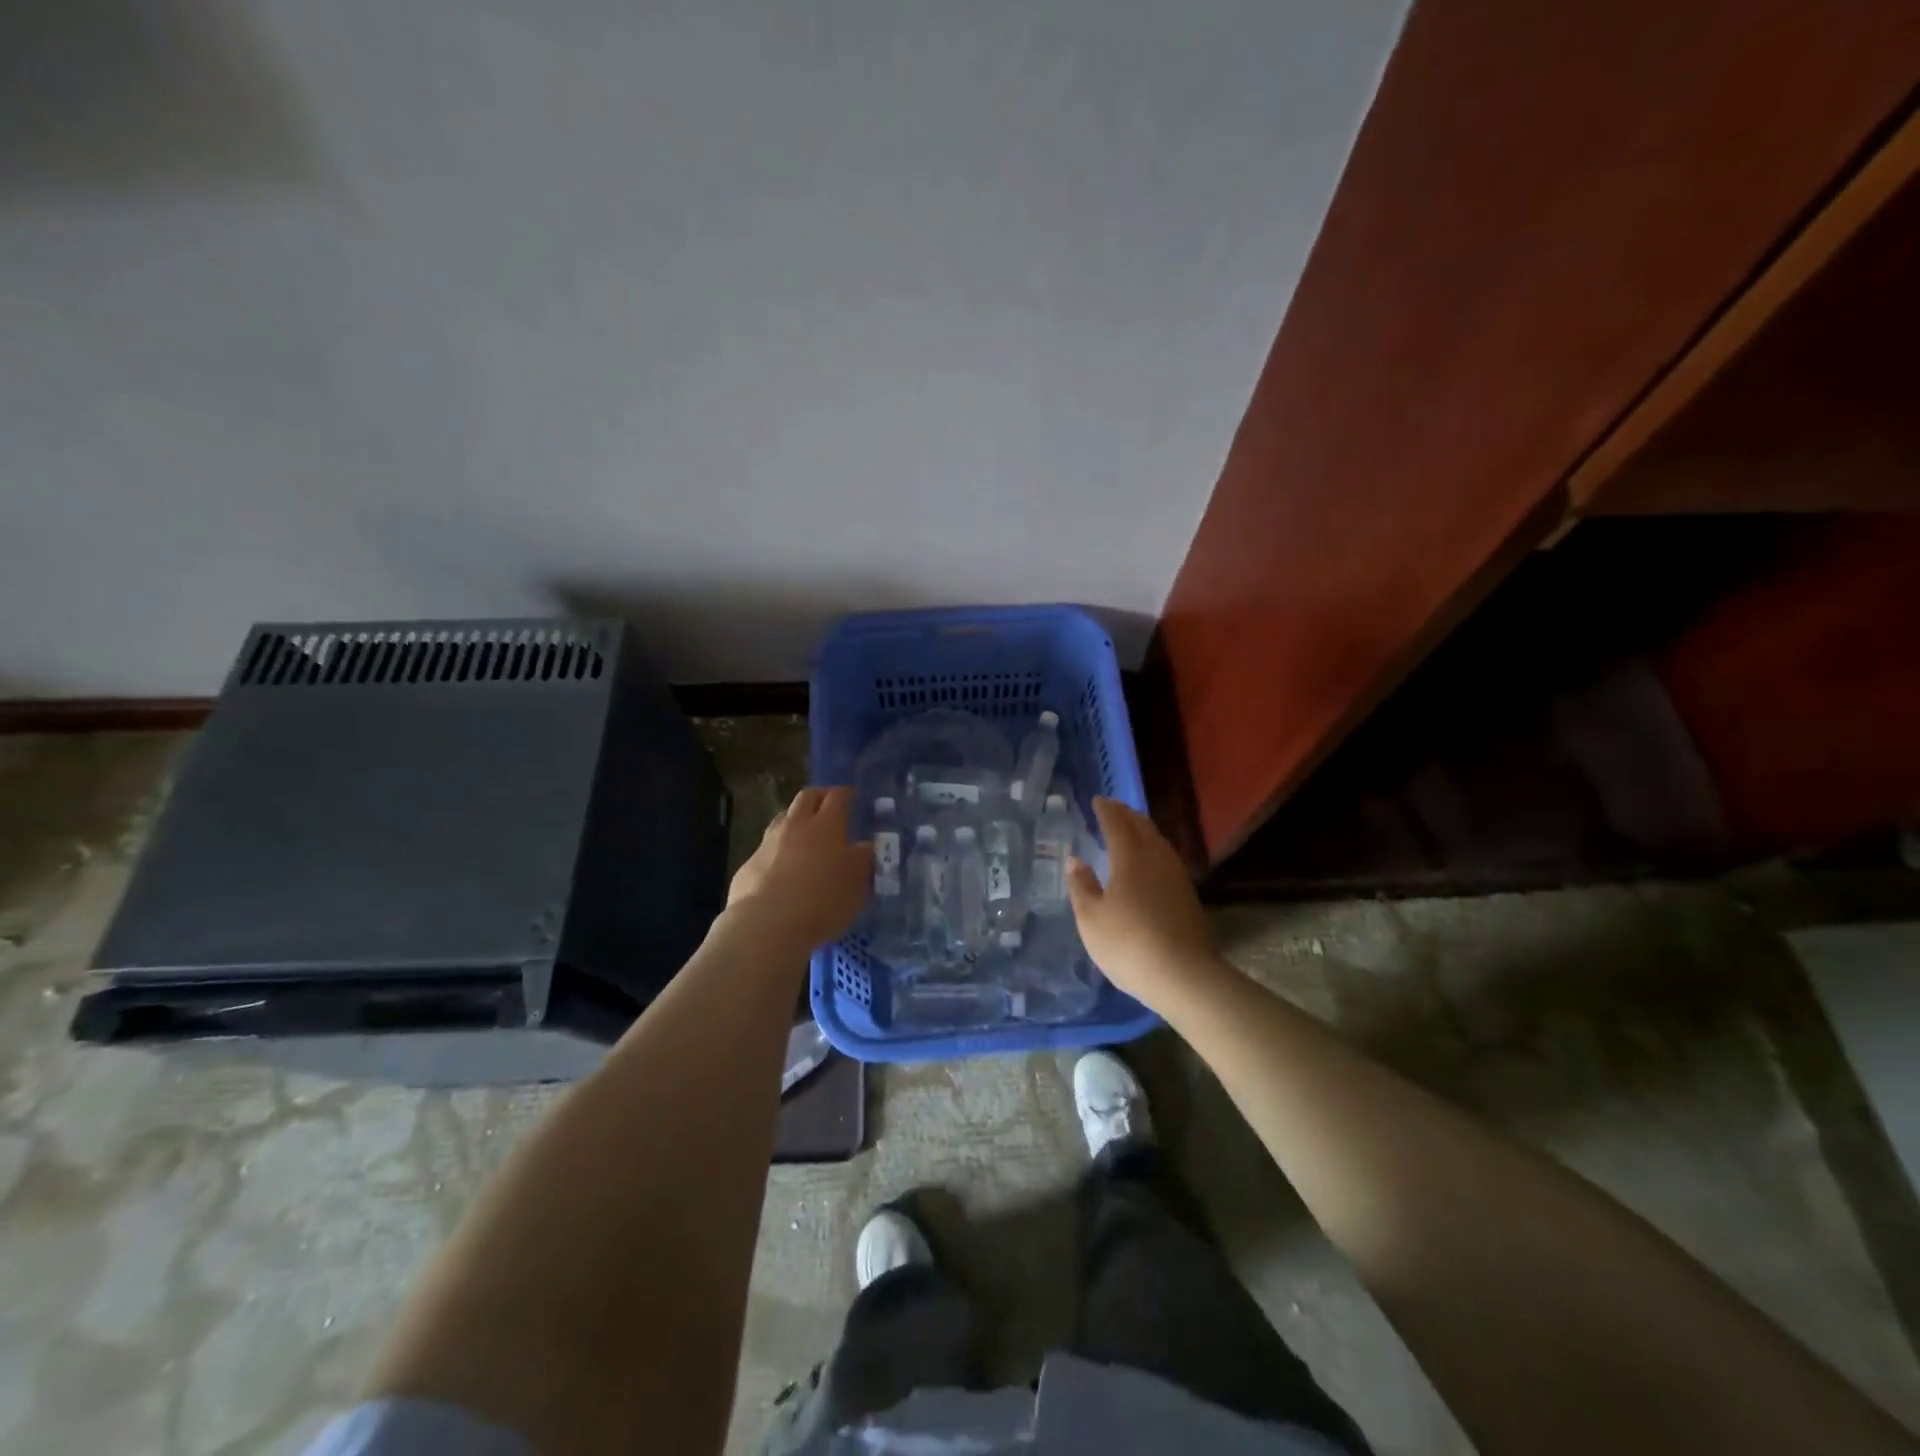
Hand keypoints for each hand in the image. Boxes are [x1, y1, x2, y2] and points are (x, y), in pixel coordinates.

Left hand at [725, 786, 872, 951]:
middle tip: (828, 807)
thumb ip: (863, 860)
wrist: (768, 924)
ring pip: (783, 819)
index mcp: (827, 825)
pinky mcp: (749, 864)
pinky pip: (767, 848)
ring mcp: (768, 843)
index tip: (852, 797)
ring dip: (795, 821)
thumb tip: (865, 846)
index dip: (846, 794)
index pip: (838, 796)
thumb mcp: (858, 883)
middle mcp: (796, 825)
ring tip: (805, 836)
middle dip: (819, 797)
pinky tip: (782, 869)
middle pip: (806, 797)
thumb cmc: (824, 900)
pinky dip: (778, 851)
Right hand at [1068, 798, 1223, 1008]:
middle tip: (1112, 810)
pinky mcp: (1188, 896)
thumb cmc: (1128, 944)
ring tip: (1129, 831)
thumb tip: (1075, 860)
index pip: (1117, 823)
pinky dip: (1153, 850)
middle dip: (1126, 814)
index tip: (1097, 801)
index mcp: (1130, 857)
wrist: (1184, 976)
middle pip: (1142, 826)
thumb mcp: (1091, 919)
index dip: (1106, 810)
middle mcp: (1157, 858)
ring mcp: (1177, 876)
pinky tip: (1148, 864)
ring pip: (1158, 842)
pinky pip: (1166, 859)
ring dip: (1142, 830)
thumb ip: (1081, 886)